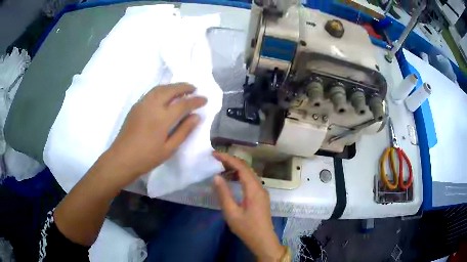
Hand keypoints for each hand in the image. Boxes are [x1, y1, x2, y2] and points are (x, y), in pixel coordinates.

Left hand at [108, 83, 206, 182]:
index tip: (204, 99)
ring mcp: (142, 104)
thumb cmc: (147, 157)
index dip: (196, 100)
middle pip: (171, 90)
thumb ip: (184, 131)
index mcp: (162, 118)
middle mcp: (152, 105)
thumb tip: (196, 117)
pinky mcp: (136, 106)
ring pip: (160, 88)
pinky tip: (165, 95)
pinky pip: (152, 92)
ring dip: (173, 86)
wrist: (122, 158)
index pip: (183, 104)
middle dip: (185, 87)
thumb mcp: (169, 148)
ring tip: (182, 89)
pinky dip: (162, 89)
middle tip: (194, 88)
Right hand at [213, 152, 285, 261]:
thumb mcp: (231, 212)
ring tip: (221, 168)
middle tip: (215, 160)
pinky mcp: (261, 197)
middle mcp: (260, 187)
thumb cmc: (246, 228)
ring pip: (249, 174)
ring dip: (236, 169)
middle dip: (231, 161)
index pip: (241, 167)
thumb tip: (216, 176)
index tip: (214, 154)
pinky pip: (250, 181)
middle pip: (246, 168)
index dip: (228, 158)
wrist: (263, 240)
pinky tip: (231, 181)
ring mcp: (262, 192)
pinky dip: (240, 177)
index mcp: (254, 189)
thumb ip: (224, 194)